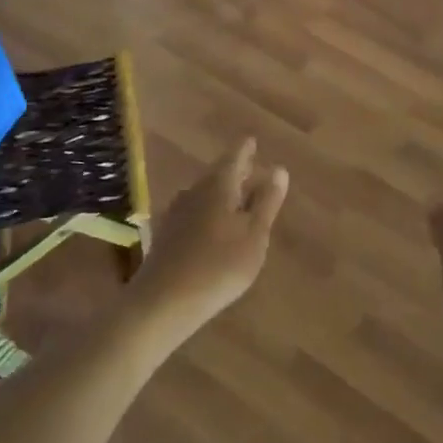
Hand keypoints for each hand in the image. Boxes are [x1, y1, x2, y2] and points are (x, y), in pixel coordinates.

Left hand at [130, 138, 288, 336]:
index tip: (252, 141)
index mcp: (219, 185)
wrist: (163, 301)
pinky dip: (208, 212)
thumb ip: (267, 202)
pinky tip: (213, 227)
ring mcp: (176, 212)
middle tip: (251, 168)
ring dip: (221, 193)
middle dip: (235, 171)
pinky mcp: (167, 234)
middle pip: (217, 174)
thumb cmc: (219, 265)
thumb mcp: (254, 235)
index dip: (246, 149)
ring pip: (204, 193)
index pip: (235, 156)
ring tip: (237, 199)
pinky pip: (194, 212)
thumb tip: (278, 169)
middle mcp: (194, 191)